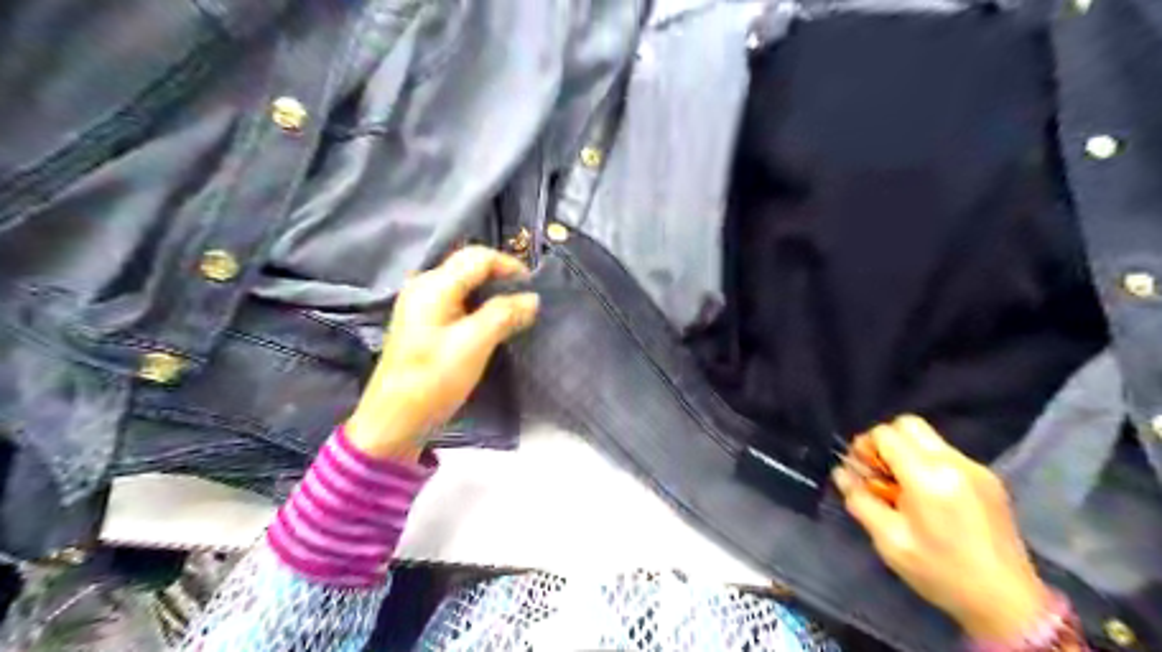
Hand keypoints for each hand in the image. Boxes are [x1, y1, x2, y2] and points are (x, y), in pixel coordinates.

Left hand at [345, 245, 539, 462]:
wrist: (395, 420)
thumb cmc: (434, 379)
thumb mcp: (474, 344)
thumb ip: (504, 314)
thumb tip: (532, 298)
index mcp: (434, 285)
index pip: (478, 257)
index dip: (509, 265)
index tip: (533, 287)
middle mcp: (424, 286)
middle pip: (469, 266)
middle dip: (501, 276)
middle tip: (526, 297)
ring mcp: (420, 304)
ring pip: (464, 284)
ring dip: (491, 291)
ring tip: (515, 310)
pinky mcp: (422, 323)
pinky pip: (456, 301)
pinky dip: (478, 305)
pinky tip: (491, 323)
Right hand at [830, 416, 1049, 637]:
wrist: (1009, 602)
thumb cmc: (941, 572)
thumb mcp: (889, 541)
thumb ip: (860, 501)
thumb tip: (841, 473)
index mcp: (928, 477)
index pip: (886, 434)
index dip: (865, 446)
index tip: (862, 471)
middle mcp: (954, 463)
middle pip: (908, 424)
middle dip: (886, 441)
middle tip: (879, 471)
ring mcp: (976, 468)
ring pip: (928, 438)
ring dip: (907, 452)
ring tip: (902, 486)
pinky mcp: (989, 478)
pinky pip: (946, 453)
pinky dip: (927, 462)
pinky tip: (927, 495)